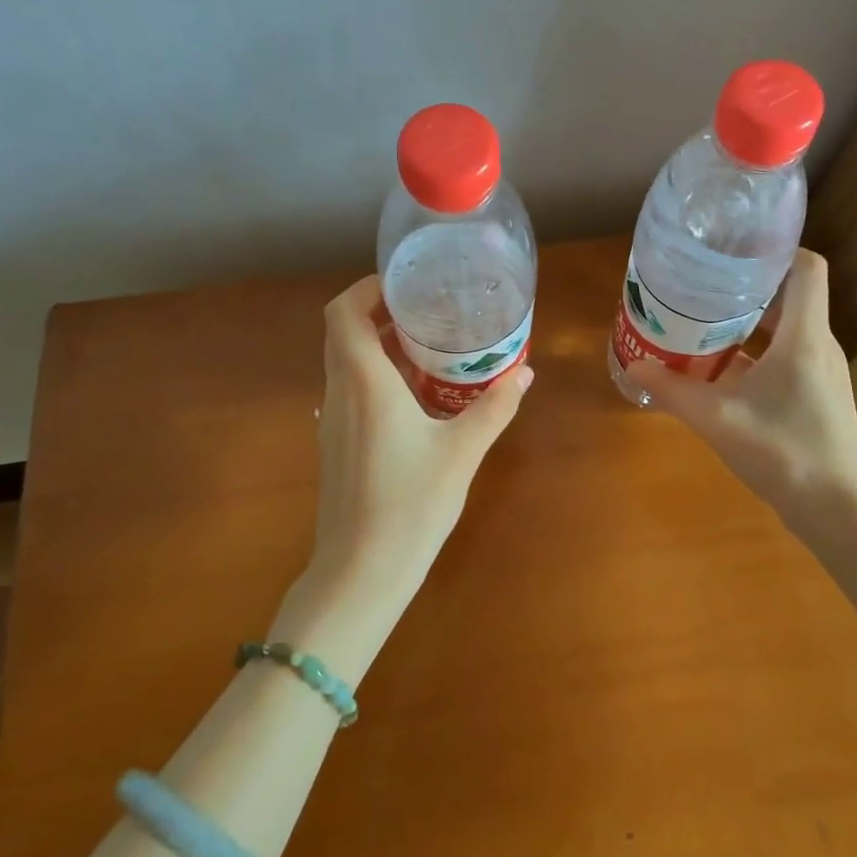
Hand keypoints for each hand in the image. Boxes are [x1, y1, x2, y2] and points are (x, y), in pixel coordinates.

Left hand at [274, 276, 532, 679]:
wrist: (361, 571)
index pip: (343, 313)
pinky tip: (414, 394)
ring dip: (376, 343)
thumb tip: (524, 373)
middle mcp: (340, 393)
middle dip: (377, 311)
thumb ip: (494, 408)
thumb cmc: (411, 505)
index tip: (405, 285)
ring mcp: (332, 420)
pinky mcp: (335, 444)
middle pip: (342, 332)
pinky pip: (349, 389)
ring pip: (344, 361)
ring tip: (425, 344)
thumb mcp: (462, 453)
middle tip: (425, 308)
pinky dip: (374, 374)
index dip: (367, 289)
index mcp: (365, 384)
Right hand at [633, 250, 856, 545]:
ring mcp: (822, 371)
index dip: (776, 249)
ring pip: (787, 328)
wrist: (837, 511)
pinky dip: (756, 352)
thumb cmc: (783, 453)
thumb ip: (672, 391)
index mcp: (804, 337)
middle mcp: (819, 344)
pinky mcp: (817, 394)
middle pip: (790, 295)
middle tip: (702, 284)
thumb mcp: (717, 419)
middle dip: (747, 286)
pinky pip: (786, 356)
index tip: (734, 250)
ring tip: (704, 320)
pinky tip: (721, 369)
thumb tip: (634, 367)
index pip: (807, 268)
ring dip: (749, 321)